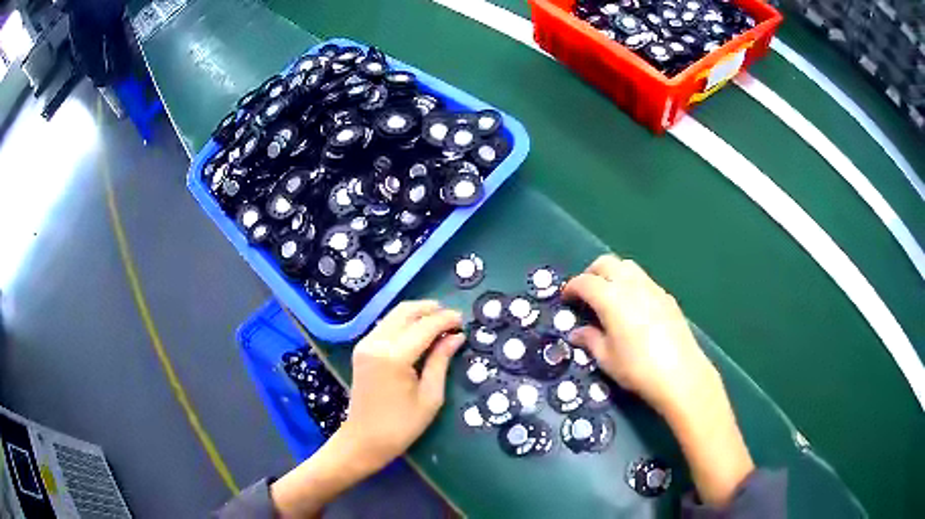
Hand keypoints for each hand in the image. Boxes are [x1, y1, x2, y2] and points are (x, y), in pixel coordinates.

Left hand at [337, 300, 464, 472]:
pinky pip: (386, 325)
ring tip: (439, 323)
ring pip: (394, 315)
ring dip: (417, 314)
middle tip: (452, 318)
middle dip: (431, 309)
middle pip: (405, 311)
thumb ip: (441, 361)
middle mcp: (376, 343)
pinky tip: (419, 333)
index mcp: (394, 357)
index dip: (446, 319)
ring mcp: (365, 344)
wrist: (364, 440)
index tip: (463, 319)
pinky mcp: (361, 349)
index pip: (424, 326)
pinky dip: (404, 323)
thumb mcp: (430, 397)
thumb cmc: (401, 426)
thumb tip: (456, 337)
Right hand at [563, 255, 721, 420]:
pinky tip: (632, 308)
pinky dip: (631, 285)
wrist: (681, 374)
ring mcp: (652, 288)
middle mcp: (632, 285)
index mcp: (612, 298)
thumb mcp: (606, 359)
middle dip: (591, 273)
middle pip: (607, 263)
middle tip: (585, 293)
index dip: (571, 288)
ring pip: (627, 267)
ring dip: (613, 274)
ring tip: (608, 297)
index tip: (565, 299)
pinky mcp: (667, 297)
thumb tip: (577, 332)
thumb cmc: (637, 368)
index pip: (585, 282)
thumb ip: (590, 340)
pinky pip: (644, 280)